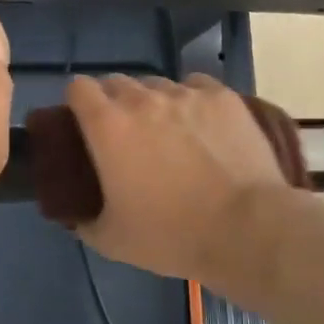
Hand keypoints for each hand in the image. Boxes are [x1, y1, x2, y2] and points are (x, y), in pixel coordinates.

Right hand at [64, 73, 292, 281]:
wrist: (245, 228)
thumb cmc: (171, 235)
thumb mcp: (112, 241)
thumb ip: (85, 222)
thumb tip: (77, 217)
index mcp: (108, 126)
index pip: (79, 88)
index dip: (78, 103)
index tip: (85, 124)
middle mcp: (143, 99)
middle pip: (117, 82)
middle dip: (115, 103)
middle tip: (126, 135)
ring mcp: (187, 94)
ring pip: (159, 85)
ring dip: (155, 103)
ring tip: (169, 133)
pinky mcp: (223, 97)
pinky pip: (197, 86)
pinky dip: (192, 100)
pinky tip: (202, 125)